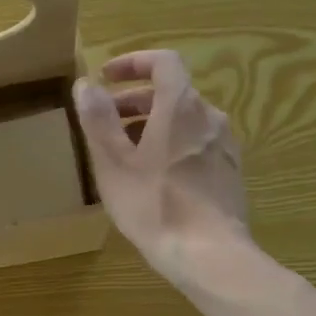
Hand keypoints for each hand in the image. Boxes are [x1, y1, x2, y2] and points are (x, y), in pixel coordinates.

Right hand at [73, 50, 250, 289]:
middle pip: (172, 93)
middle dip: (135, 101)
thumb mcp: (114, 163)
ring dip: (152, 125)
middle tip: (105, 122)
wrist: (208, 253)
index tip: (106, 77)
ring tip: (126, 154)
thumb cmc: (154, 205)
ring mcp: (224, 145)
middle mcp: (209, 117)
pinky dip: (172, 146)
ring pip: (184, 121)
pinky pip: (196, 145)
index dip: (133, 63)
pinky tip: (155, 178)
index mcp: (180, 106)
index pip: (163, 62)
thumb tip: (86, 84)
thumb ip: (98, 120)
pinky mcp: (229, 172)